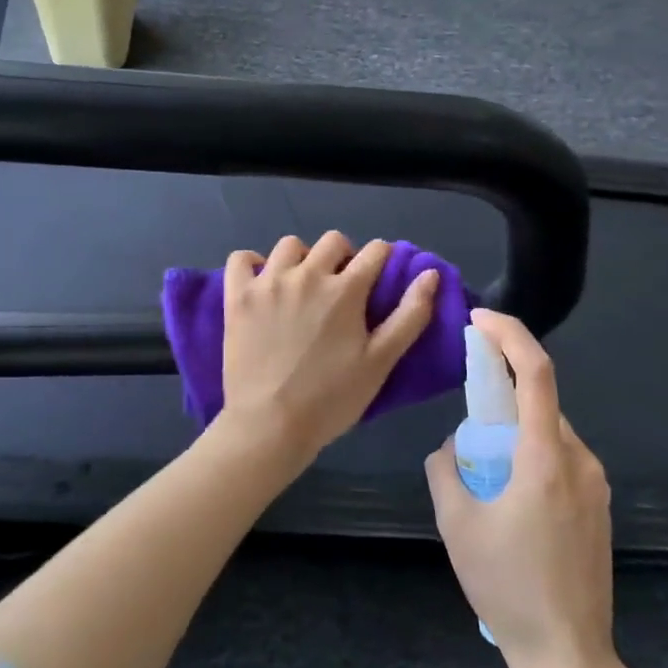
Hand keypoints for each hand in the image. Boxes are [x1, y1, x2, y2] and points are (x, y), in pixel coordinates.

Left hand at [219, 232, 438, 463]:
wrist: (270, 426)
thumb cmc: (331, 399)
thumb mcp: (380, 362)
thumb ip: (410, 316)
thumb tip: (430, 274)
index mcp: (345, 290)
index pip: (375, 251)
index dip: (383, 259)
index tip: (379, 277)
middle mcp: (306, 274)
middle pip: (333, 241)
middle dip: (344, 256)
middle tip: (341, 287)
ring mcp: (267, 283)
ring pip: (289, 245)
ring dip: (302, 258)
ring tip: (302, 285)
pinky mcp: (237, 296)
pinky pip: (241, 259)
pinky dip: (252, 263)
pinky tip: (262, 282)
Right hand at [425, 308, 616, 667]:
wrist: (568, 655)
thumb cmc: (508, 587)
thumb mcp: (457, 524)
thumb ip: (445, 468)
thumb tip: (454, 446)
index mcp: (546, 459)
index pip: (535, 373)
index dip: (510, 335)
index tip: (479, 320)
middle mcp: (580, 461)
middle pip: (540, 402)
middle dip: (502, 392)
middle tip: (466, 415)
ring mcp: (596, 485)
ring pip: (549, 432)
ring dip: (515, 430)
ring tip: (483, 472)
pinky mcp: (599, 506)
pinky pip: (560, 459)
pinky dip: (530, 454)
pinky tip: (509, 496)